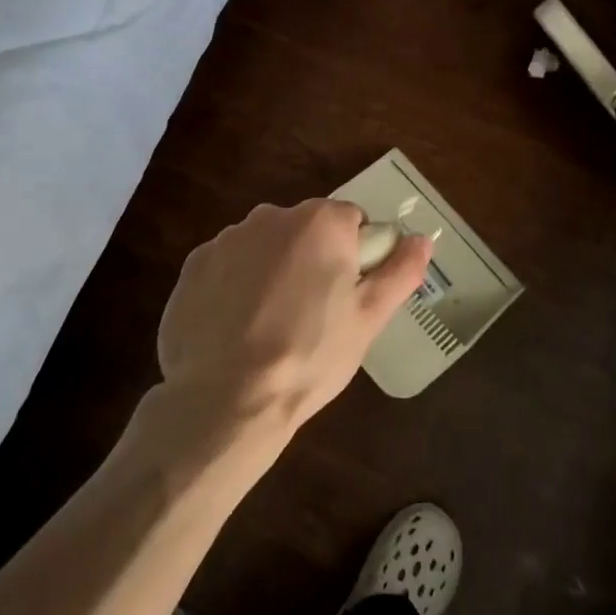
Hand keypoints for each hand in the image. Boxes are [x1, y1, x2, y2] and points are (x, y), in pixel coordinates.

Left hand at [155, 199, 431, 451]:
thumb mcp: (369, 319)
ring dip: (273, 270)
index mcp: (320, 222)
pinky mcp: (193, 266)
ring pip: (264, 247)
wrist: (226, 397)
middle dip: (312, 260)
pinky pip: (227, 266)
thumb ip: (400, 271)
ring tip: (271, 326)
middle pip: (305, 230)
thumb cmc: (310, 355)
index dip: (356, 256)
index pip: (351, 221)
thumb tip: (422, 239)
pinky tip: (236, 327)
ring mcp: (226, 239)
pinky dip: (235, 286)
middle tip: (313, 315)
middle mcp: (270, 216)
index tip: (348, 295)